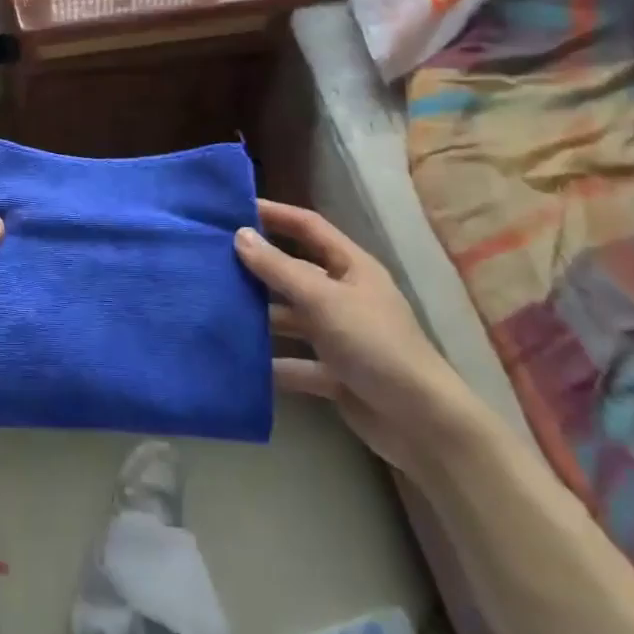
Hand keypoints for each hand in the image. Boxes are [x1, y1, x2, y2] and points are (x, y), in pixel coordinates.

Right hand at [236, 199, 481, 473]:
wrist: (422, 423)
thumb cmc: (374, 345)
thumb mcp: (323, 300)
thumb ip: (279, 269)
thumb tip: (240, 235)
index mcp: (352, 268)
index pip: (308, 227)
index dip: (275, 214)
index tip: (234, 209)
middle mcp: (345, 296)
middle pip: (295, 272)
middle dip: (258, 267)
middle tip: (212, 261)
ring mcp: (340, 336)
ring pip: (292, 318)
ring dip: (261, 316)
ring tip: (216, 308)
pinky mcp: (335, 374)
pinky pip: (295, 362)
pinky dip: (272, 363)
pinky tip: (239, 361)